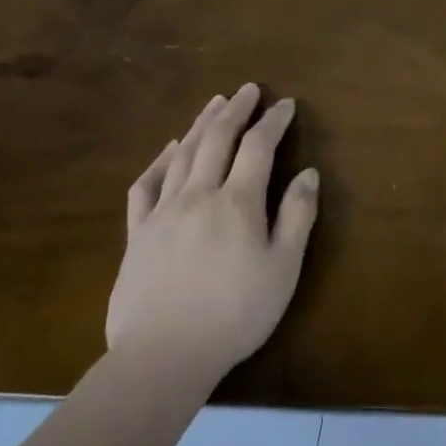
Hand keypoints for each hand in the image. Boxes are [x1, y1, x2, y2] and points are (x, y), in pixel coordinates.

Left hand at [108, 84, 319, 381]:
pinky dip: (159, 161)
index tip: (286, 104)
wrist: (163, 356)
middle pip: (216, 139)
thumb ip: (297, 216)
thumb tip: (308, 173)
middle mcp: (198, 196)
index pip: (258, 147)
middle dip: (235, 110)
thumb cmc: (236, 313)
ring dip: (200, 124)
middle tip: (248, 90)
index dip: (273, 121)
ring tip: (214, 104)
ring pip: (182, 155)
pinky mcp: (137, 235)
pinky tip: (168, 150)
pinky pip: (146, 186)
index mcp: (237, 203)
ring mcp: (162, 213)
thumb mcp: (283, 268)